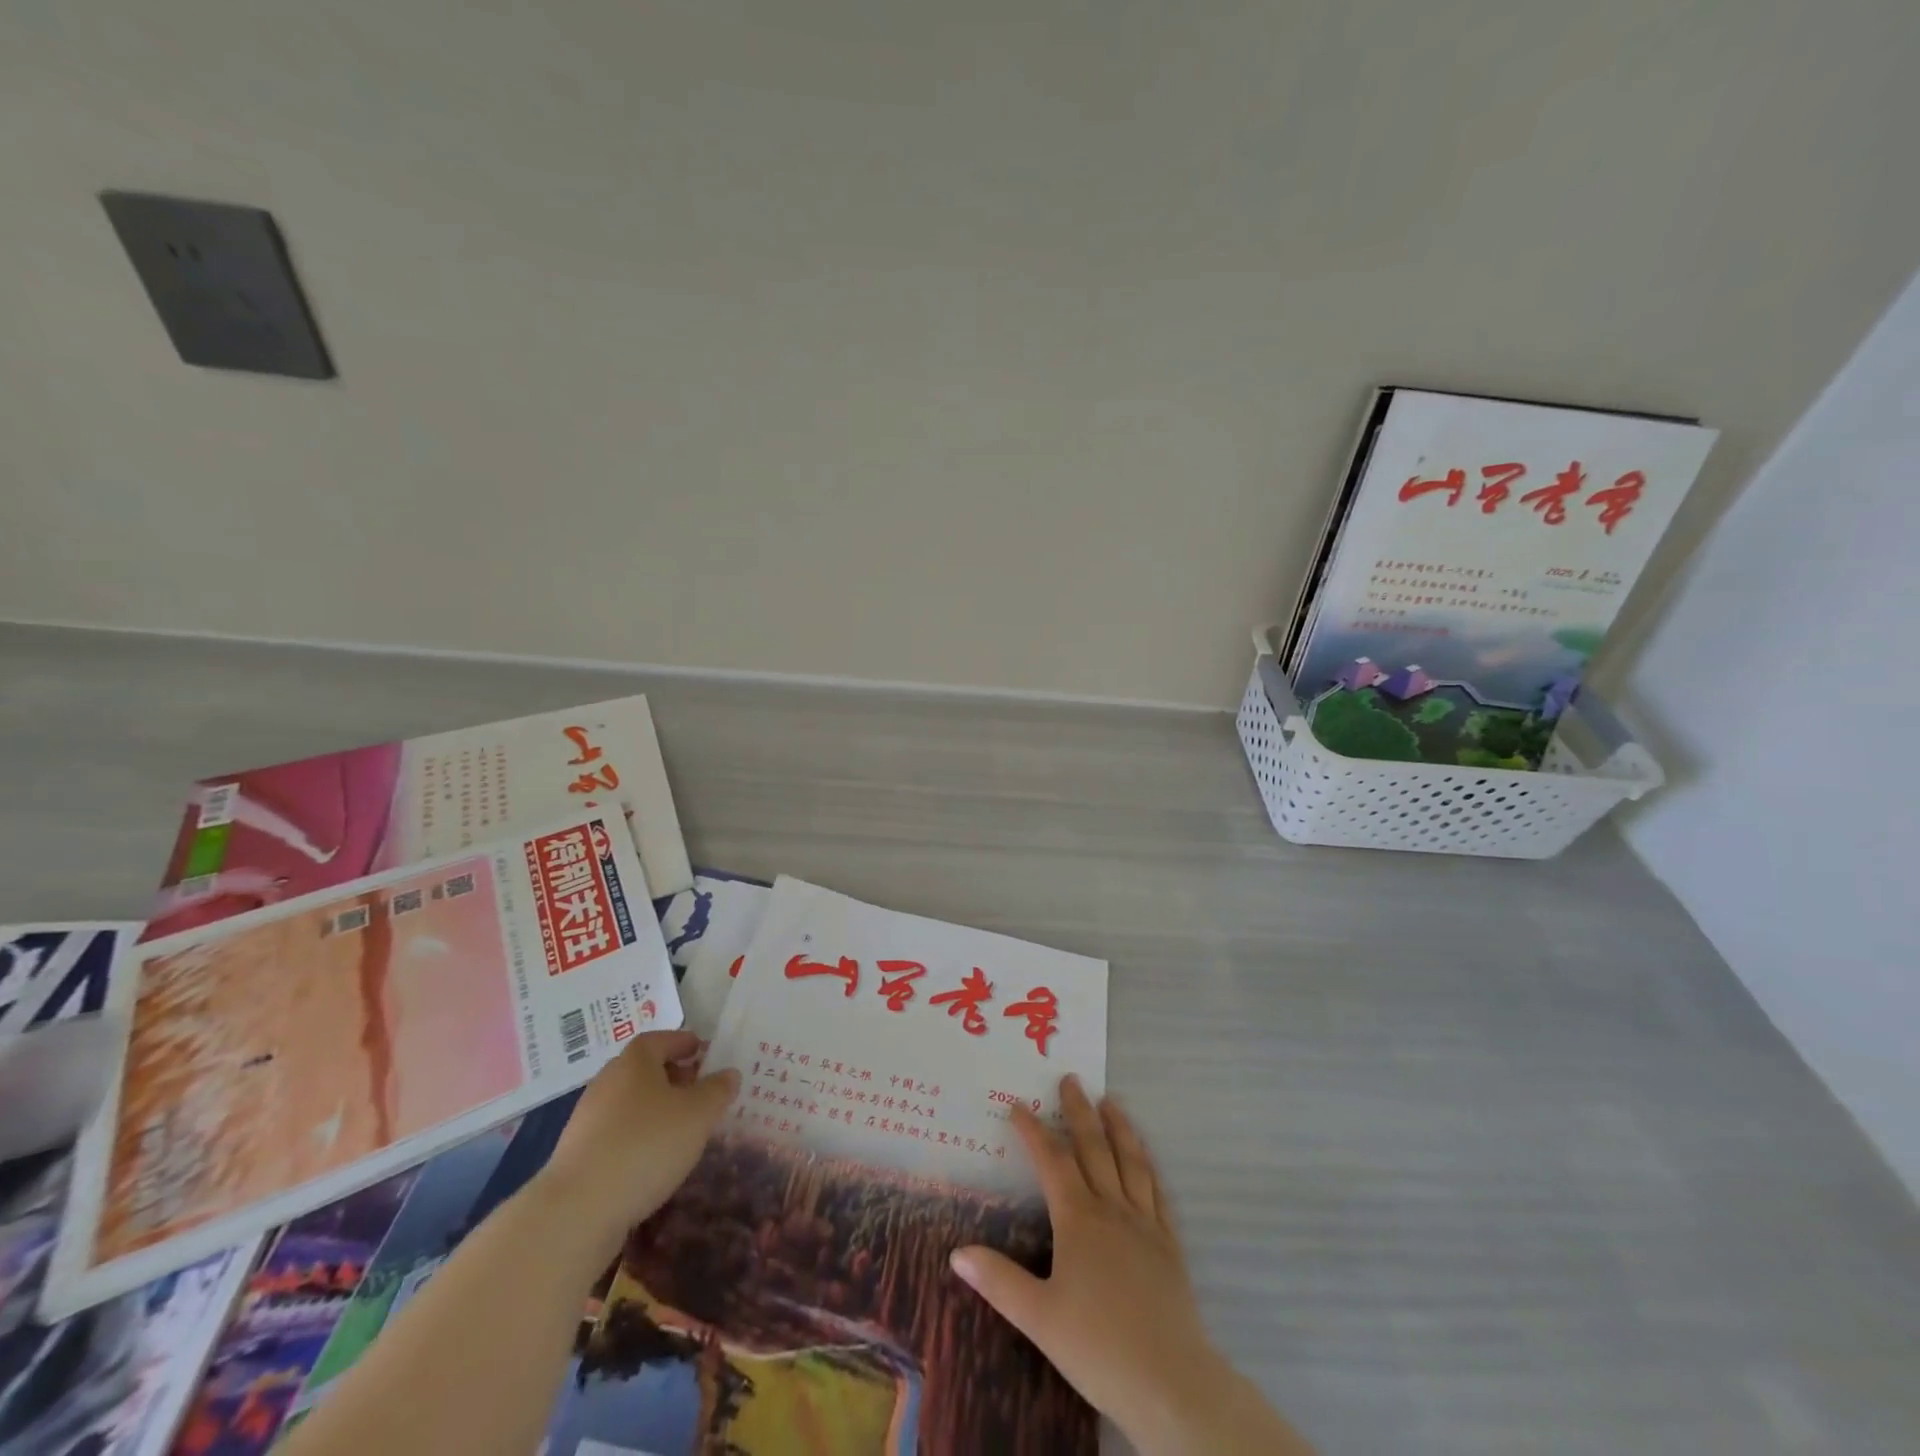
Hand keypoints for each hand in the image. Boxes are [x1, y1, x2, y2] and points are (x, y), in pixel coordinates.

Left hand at [537, 1030, 737, 1243]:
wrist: (577, 1210)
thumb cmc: (647, 1145)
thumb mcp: (698, 1114)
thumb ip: (717, 1090)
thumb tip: (728, 1074)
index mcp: (634, 1062)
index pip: (660, 1039)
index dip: (683, 1042)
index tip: (703, 1052)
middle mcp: (607, 1082)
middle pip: (643, 1069)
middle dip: (671, 1076)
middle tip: (698, 1090)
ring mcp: (587, 1119)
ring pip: (629, 1103)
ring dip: (654, 1109)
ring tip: (680, 1129)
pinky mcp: (577, 1154)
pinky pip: (615, 1133)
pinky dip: (636, 1136)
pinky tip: (652, 1159)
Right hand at [949, 1075, 1310, 1455]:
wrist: (1171, 1382)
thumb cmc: (1098, 1347)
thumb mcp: (1038, 1317)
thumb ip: (998, 1281)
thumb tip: (956, 1252)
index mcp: (1078, 1219)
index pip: (1051, 1161)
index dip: (1033, 1130)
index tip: (1017, 1104)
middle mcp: (1111, 1208)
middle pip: (1093, 1147)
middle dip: (1079, 1111)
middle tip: (1071, 1079)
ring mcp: (1144, 1223)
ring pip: (1130, 1161)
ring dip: (1118, 1127)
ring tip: (1111, 1101)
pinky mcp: (1169, 1243)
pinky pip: (1157, 1191)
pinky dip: (1148, 1166)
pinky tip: (1145, 1159)